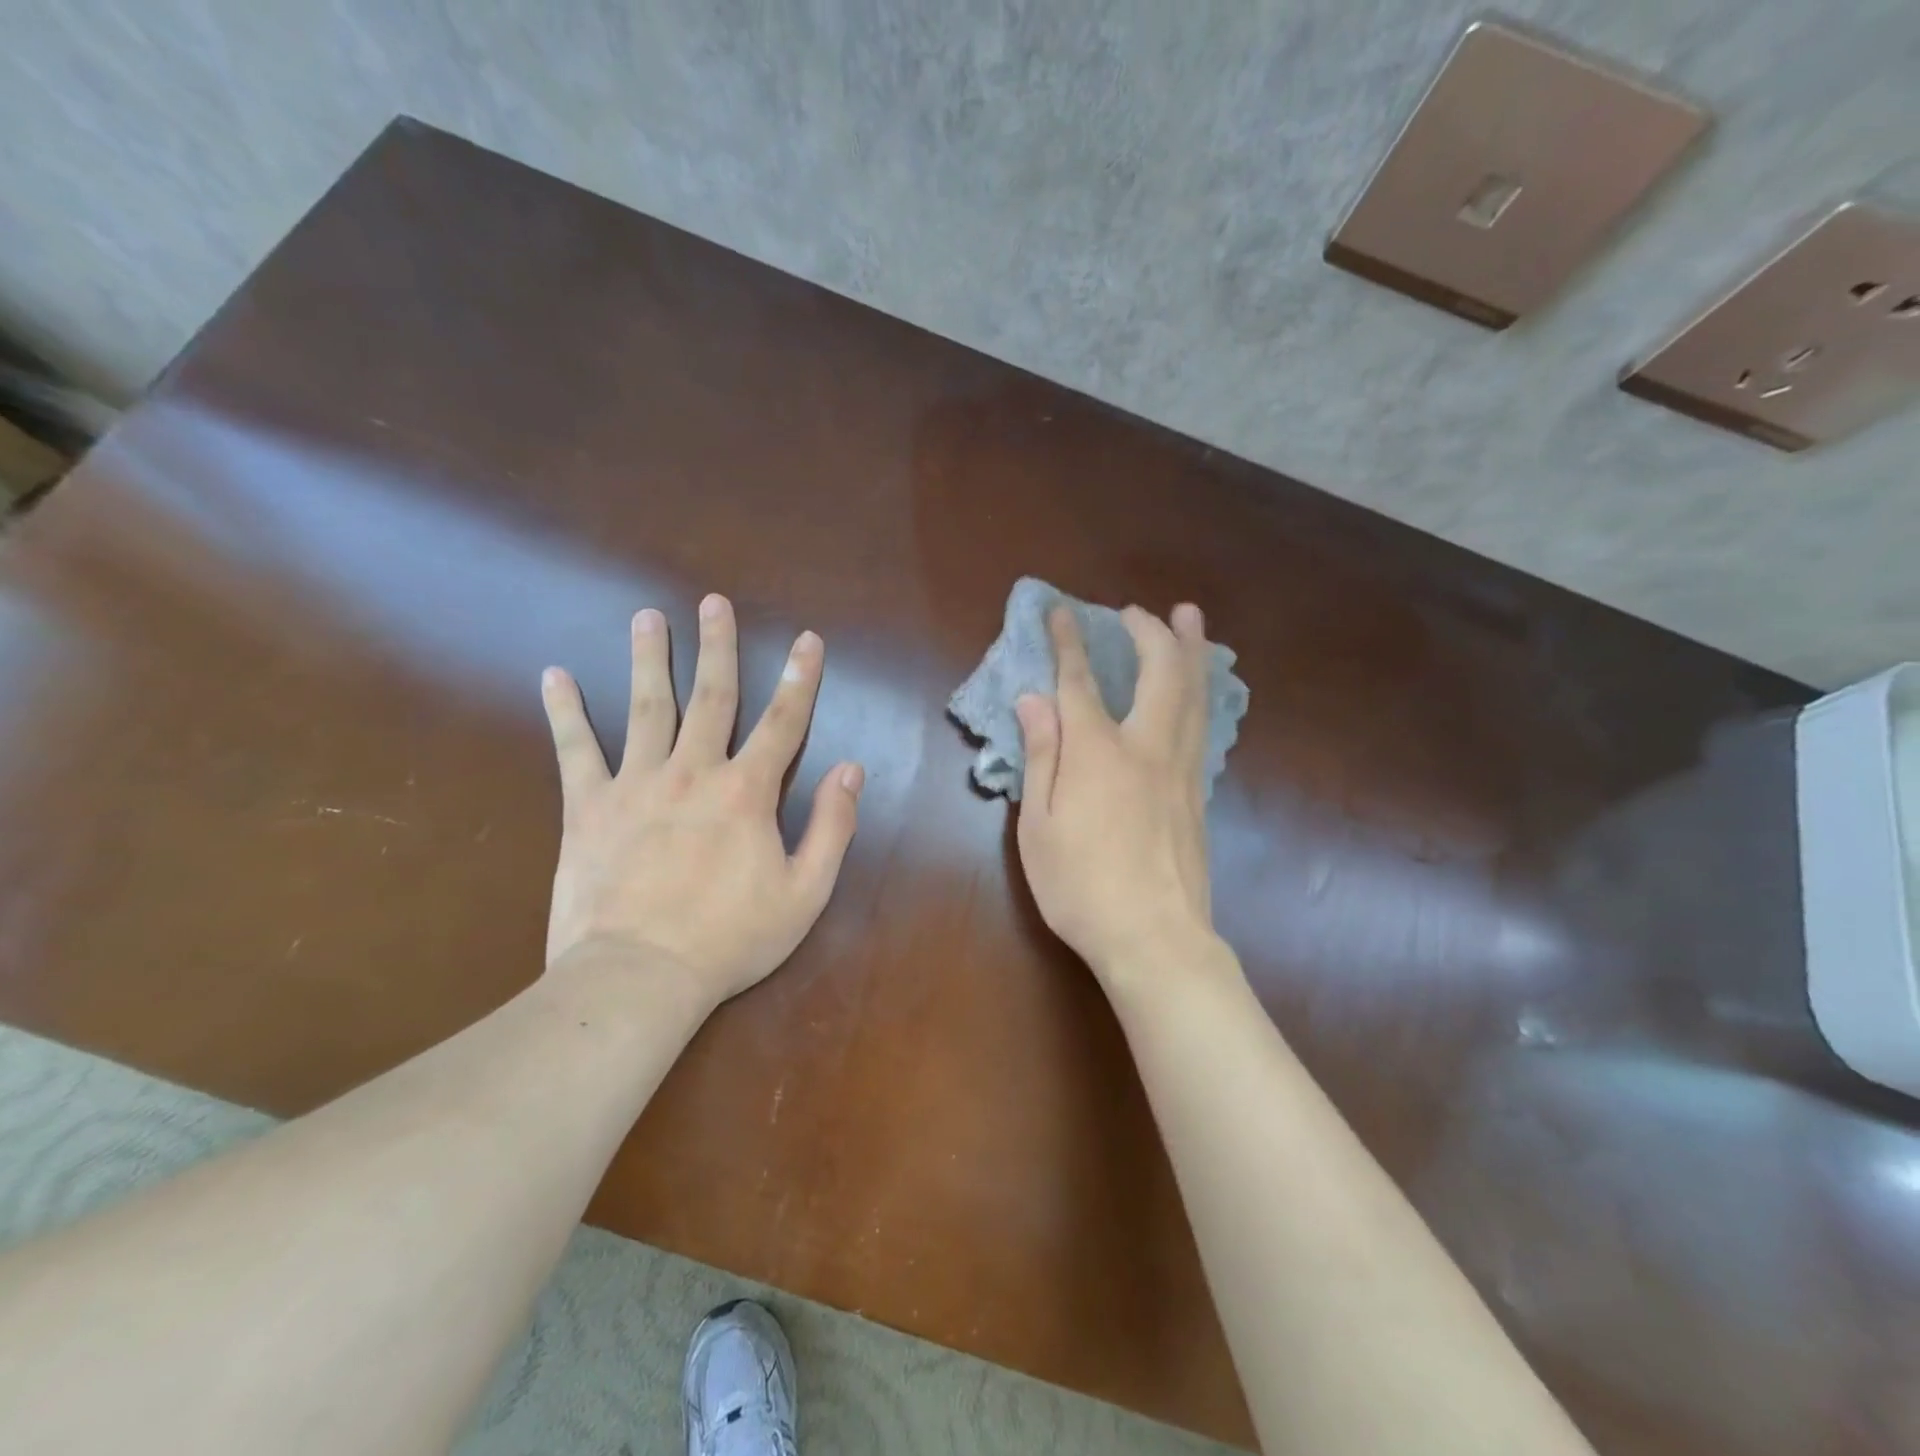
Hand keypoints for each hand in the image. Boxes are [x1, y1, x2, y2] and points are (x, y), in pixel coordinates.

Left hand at [539, 594, 863, 1008]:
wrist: (639, 976)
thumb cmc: (731, 939)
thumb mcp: (806, 892)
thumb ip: (833, 826)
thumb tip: (850, 770)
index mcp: (747, 791)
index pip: (783, 722)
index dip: (800, 678)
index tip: (807, 640)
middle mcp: (693, 771)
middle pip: (711, 696)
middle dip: (718, 646)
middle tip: (713, 602)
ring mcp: (636, 784)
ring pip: (645, 707)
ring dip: (649, 658)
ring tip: (646, 617)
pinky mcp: (588, 807)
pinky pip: (575, 750)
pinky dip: (565, 712)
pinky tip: (555, 676)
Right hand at [1014, 603, 1224, 995]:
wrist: (1155, 938)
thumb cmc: (1080, 886)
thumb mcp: (1037, 825)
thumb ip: (1040, 756)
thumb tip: (1033, 700)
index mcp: (1098, 752)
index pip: (1080, 681)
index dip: (1069, 642)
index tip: (1060, 611)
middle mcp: (1147, 747)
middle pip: (1159, 672)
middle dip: (1149, 632)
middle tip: (1138, 610)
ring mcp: (1182, 770)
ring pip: (1194, 694)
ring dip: (1190, 649)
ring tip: (1191, 618)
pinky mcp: (1199, 794)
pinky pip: (1204, 725)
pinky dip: (1200, 692)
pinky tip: (1198, 690)